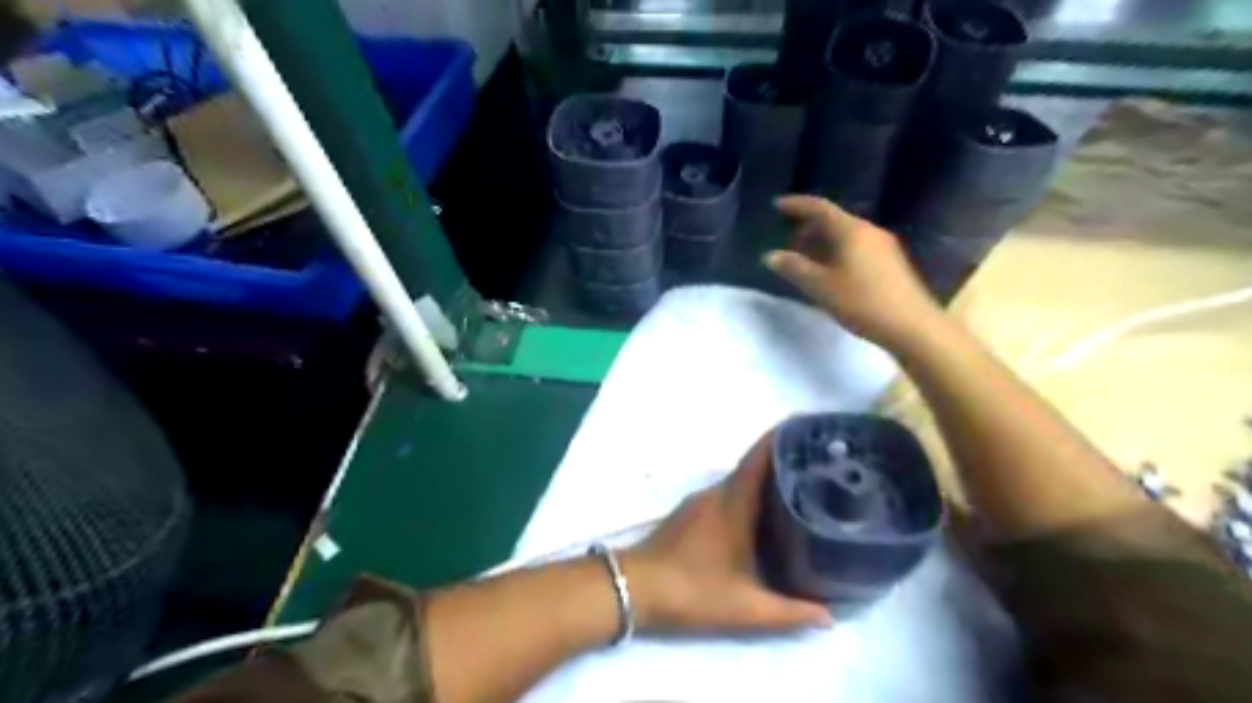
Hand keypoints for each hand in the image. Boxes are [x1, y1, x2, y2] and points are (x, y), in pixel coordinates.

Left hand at [624, 431, 829, 634]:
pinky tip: (764, 512)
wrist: (634, 589)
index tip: (808, 427)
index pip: (759, 458)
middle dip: (783, 460)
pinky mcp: (690, 513)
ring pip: (739, 481)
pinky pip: (727, 494)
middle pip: (753, 466)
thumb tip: (830, 617)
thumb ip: (788, 613)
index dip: (781, 438)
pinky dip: (748, 494)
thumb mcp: (744, 608)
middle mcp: (716, 494)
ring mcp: (700, 502)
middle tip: (820, 464)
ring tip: (801, 486)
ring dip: (765, 479)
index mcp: (732, 503)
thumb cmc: (691, 591)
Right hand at [762, 196, 938, 350]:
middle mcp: (869, 231)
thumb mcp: (821, 287)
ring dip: (822, 242)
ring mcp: (883, 246)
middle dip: (808, 228)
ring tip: (805, 260)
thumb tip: (770, 255)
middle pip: (834, 221)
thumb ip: (794, 268)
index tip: (777, 206)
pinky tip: (829, 273)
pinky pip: (857, 247)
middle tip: (788, 242)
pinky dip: (837, 252)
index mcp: (851, 231)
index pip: (820, 208)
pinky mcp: (890, 263)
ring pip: (846, 236)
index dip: (797, 205)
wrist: (911, 326)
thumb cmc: (862, 302)